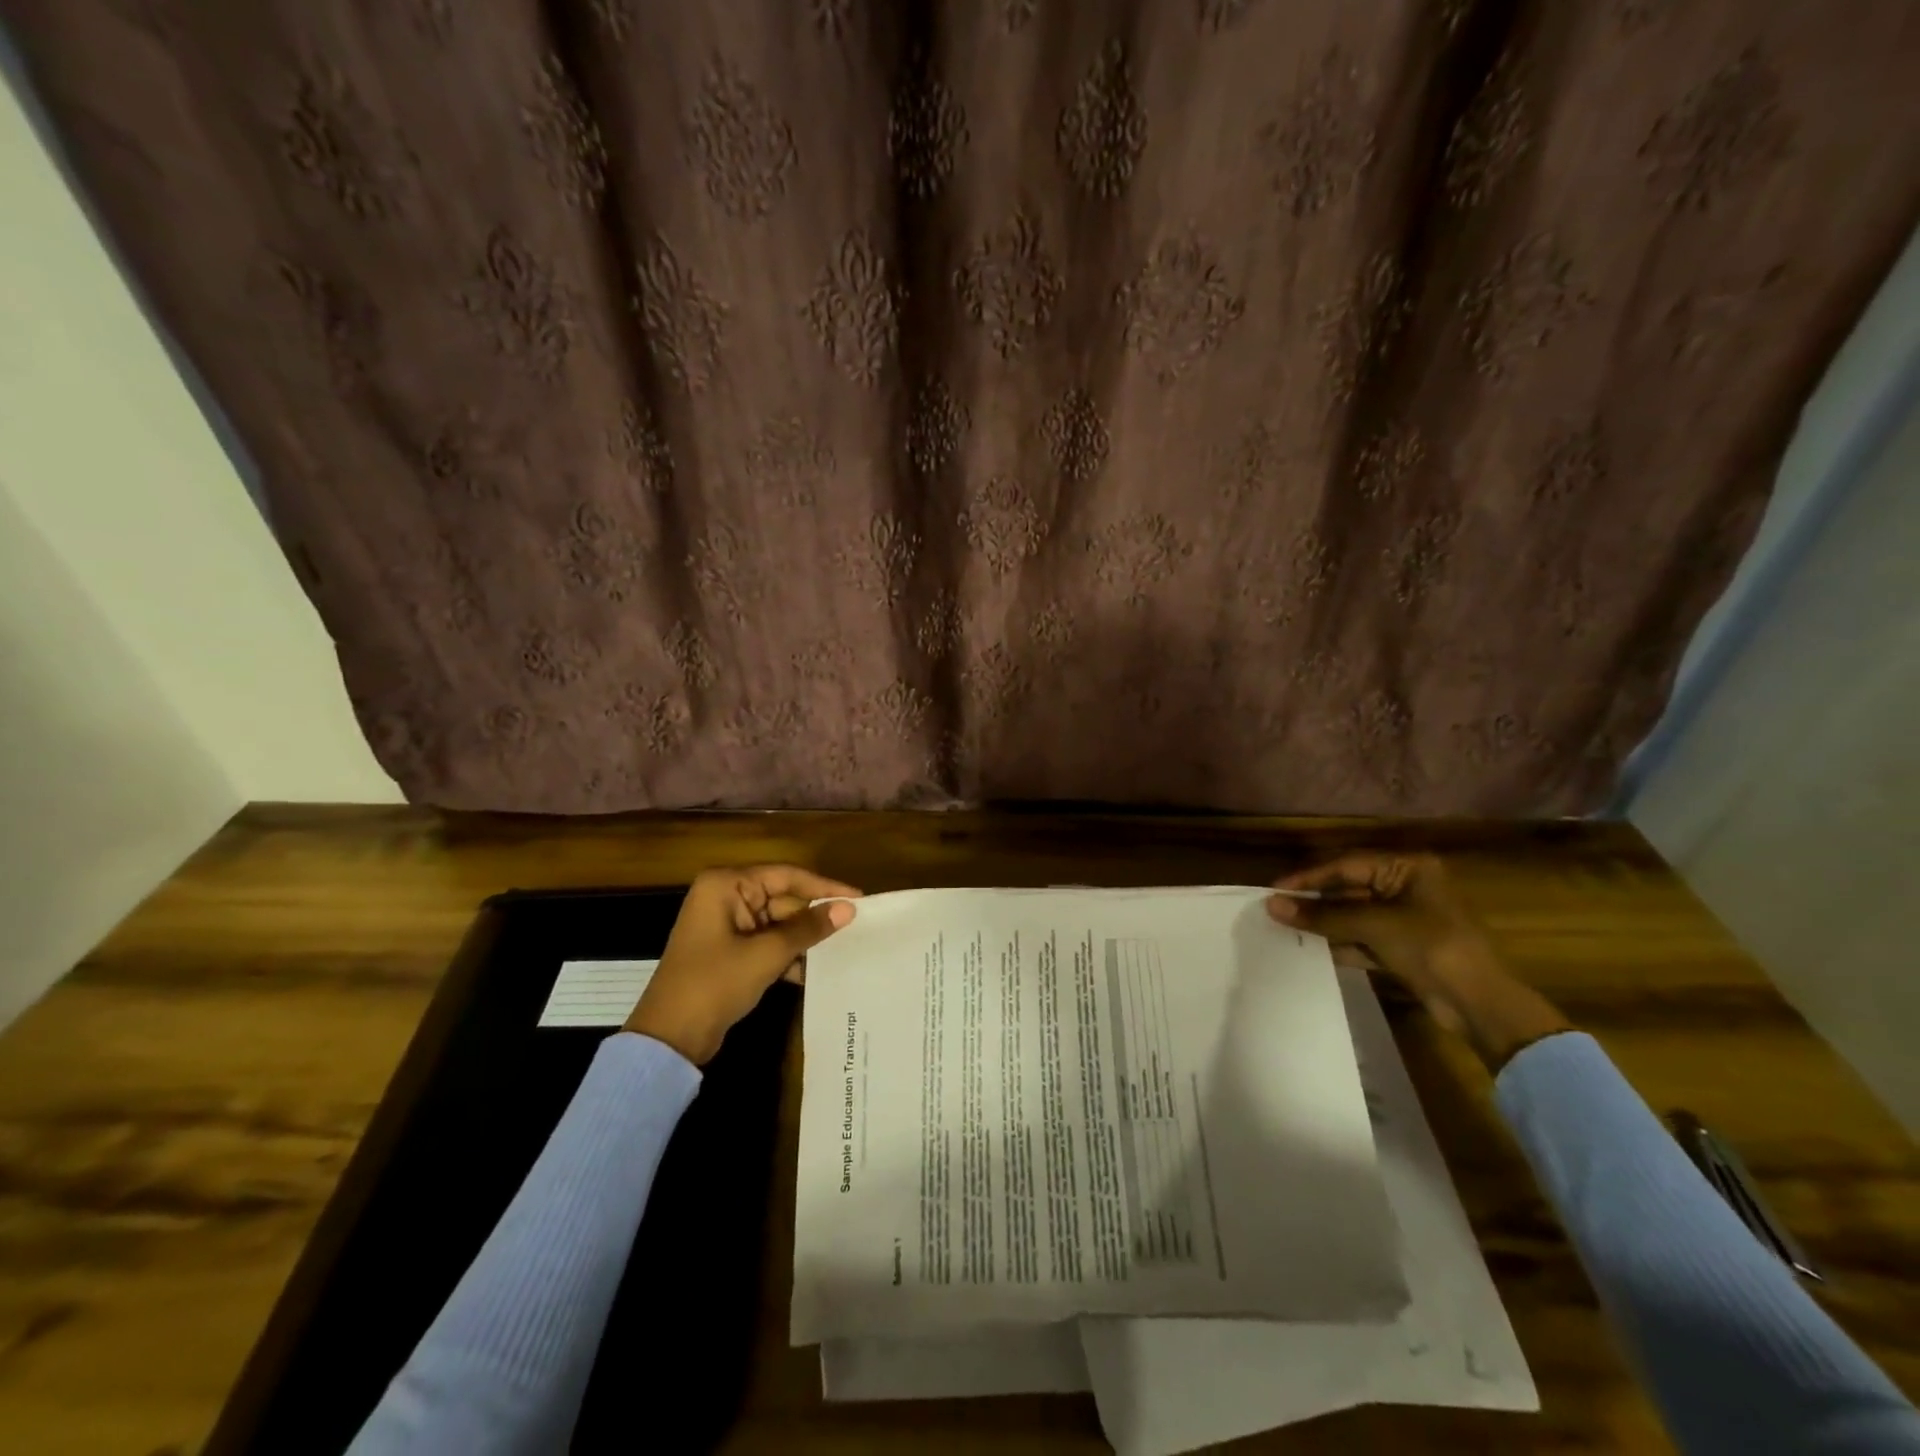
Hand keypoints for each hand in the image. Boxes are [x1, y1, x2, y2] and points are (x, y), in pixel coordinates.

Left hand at [625, 865, 861, 1065]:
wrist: (669, 1038)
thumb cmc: (715, 983)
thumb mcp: (767, 954)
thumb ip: (808, 928)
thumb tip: (848, 909)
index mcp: (726, 885)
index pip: (786, 875)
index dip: (824, 887)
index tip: (858, 898)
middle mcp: (725, 897)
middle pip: (783, 899)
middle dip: (814, 917)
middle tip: (855, 928)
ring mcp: (726, 925)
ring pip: (778, 923)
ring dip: (804, 939)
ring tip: (842, 949)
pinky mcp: (729, 951)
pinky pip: (767, 942)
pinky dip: (788, 955)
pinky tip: (814, 971)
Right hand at [1265, 853, 1570, 1071]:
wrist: (1481, 1005)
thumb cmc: (1432, 947)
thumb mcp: (1374, 925)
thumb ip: (1322, 914)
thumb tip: (1272, 904)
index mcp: (1408, 868)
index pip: (1347, 865)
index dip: (1309, 877)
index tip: (1274, 890)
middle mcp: (1407, 887)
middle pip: (1349, 889)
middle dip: (1314, 901)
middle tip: (1276, 910)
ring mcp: (1406, 920)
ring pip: (1353, 915)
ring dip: (1324, 923)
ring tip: (1285, 929)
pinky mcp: (1403, 948)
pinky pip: (1362, 938)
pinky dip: (1339, 943)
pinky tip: (1311, 950)